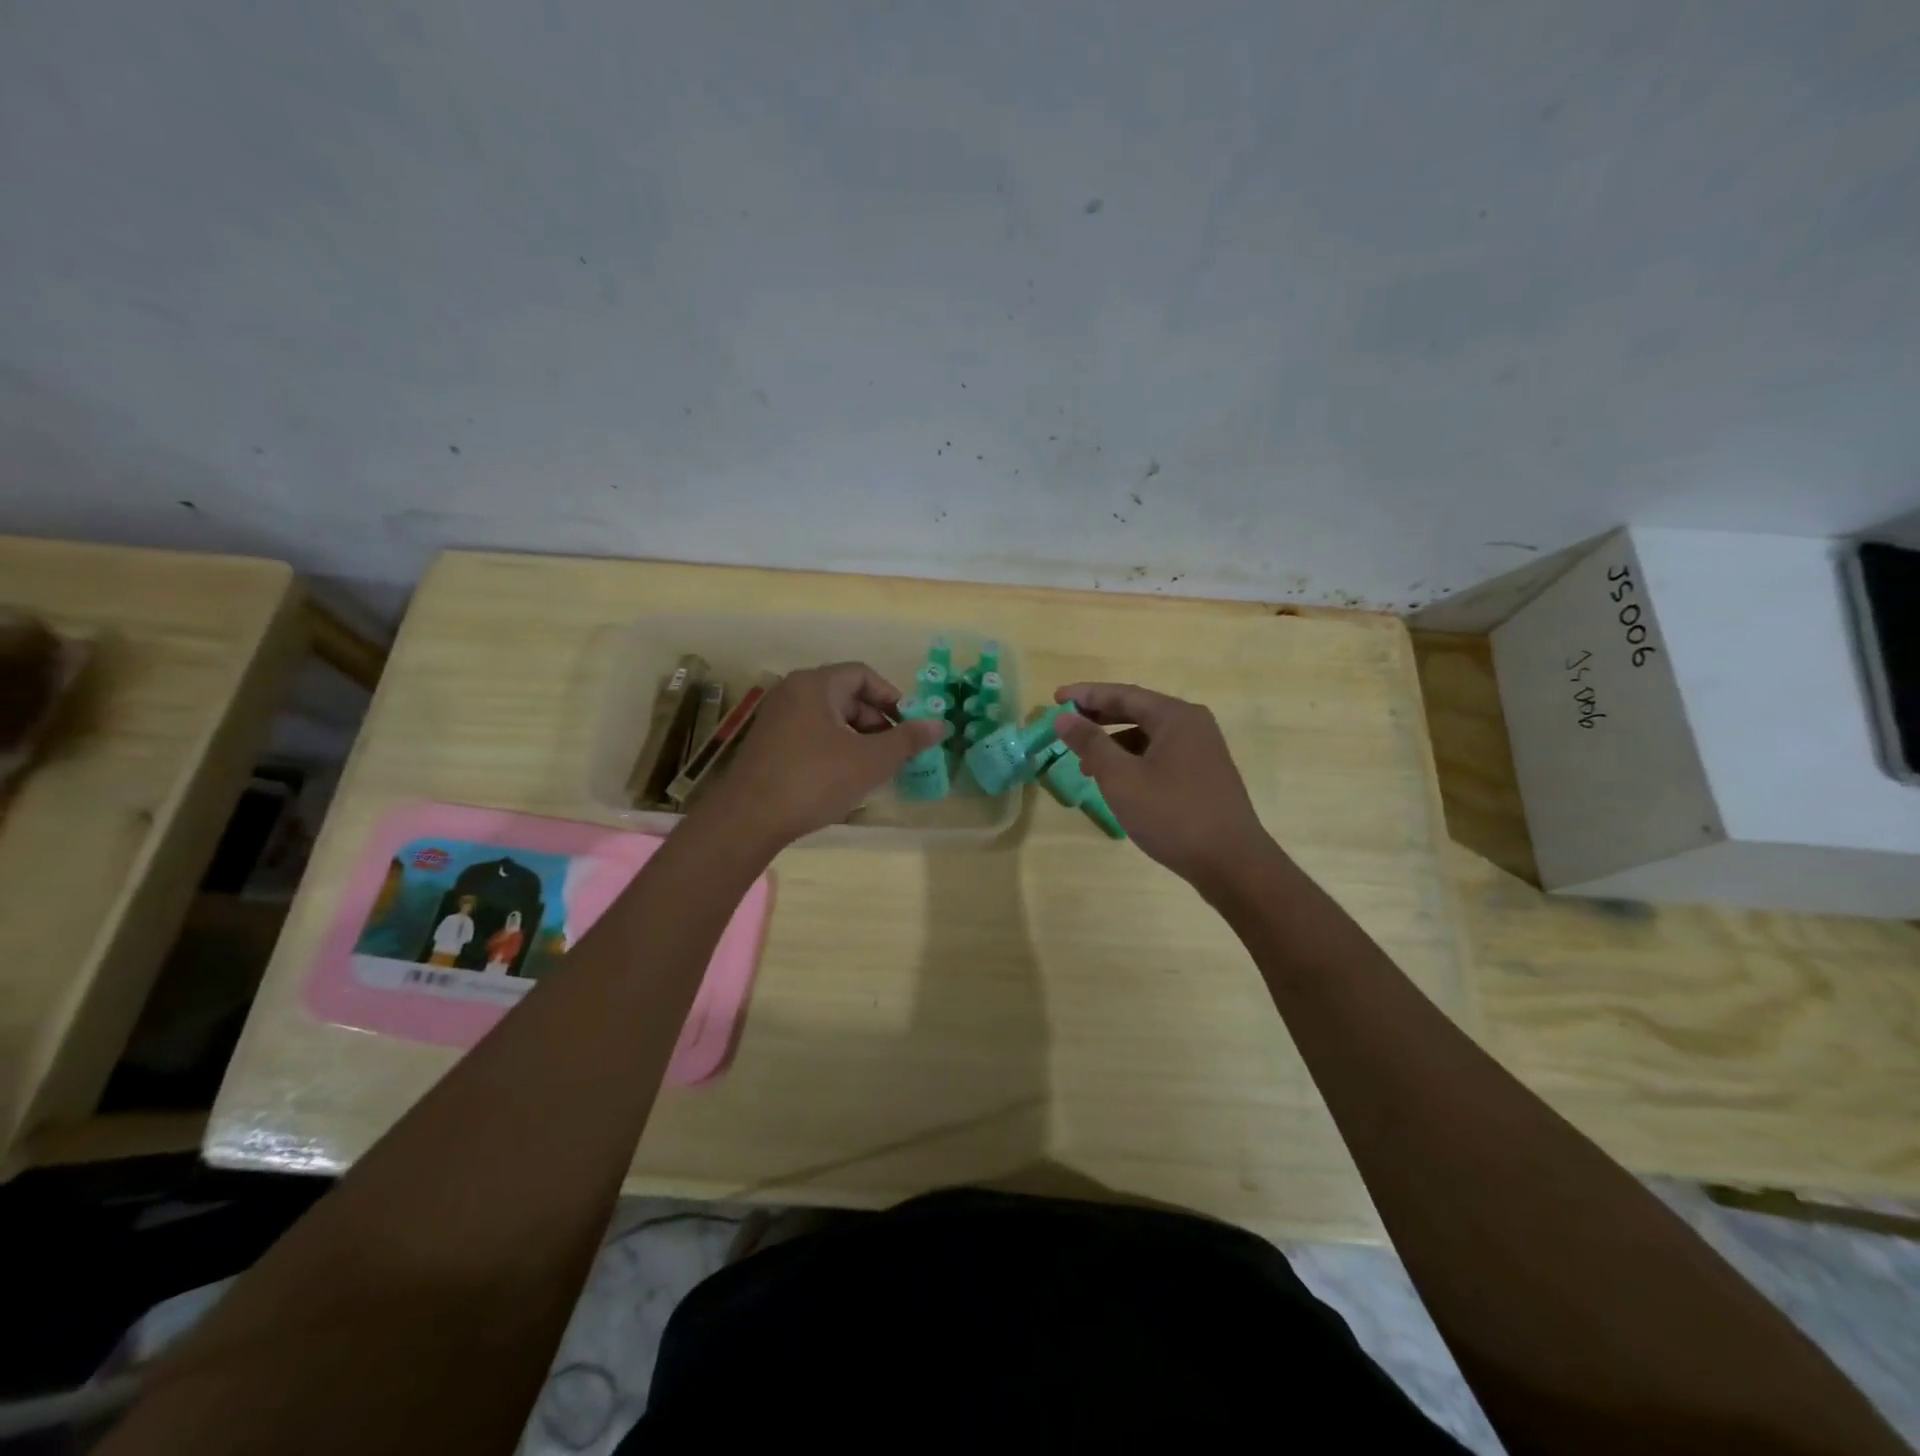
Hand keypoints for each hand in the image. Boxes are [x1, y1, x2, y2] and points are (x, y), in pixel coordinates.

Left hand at [693, 662, 947, 848]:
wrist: (749, 819)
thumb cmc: (814, 780)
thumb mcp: (870, 761)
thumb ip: (906, 740)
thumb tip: (940, 724)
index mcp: (815, 685)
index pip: (862, 675)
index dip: (891, 697)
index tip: (909, 725)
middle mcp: (792, 693)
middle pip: (845, 695)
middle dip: (876, 722)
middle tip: (895, 752)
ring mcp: (776, 719)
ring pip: (828, 719)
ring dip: (857, 738)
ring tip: (873, 769)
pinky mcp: (767, 745)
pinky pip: (810, 735)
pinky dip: (834, 749)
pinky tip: (843, 779)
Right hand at [1053, 682, 1271, 888]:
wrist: (1232, 863)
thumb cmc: (1172, 815)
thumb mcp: (1121, 778)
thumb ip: (1091, 743)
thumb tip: (1064, 716)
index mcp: (1176, 717)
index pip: (1123, 694)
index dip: (1086, 695)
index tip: (1055, 698)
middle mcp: (1193, 725)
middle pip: (1138, 711)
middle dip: (1099, 717)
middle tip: (1066, 724)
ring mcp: (1202, 751)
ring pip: (1148, 736)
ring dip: (1115, 743)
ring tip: (1085, 763)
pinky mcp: (1204, 776)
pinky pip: (1161, 755)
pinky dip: (1134, 760)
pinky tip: (1118, 783)